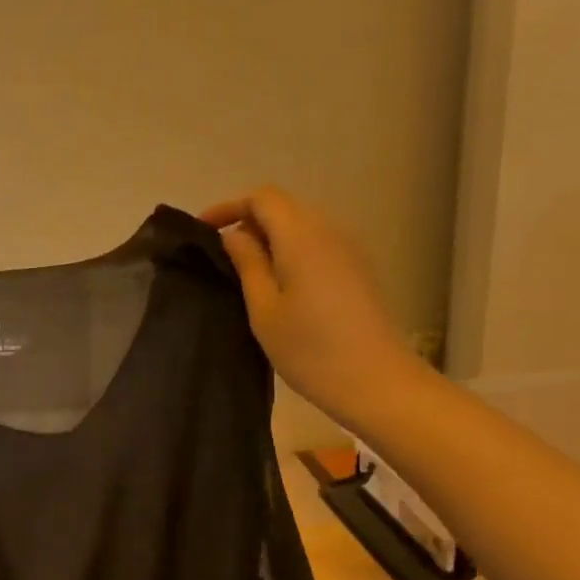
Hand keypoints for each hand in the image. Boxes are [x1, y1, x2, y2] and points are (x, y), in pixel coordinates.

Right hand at [199, 186, 421, 425]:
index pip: (262, 198)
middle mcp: (328, 231)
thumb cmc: (310, 348)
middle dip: (248, 220)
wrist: (377, 382)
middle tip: (219, 253)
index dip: (229, 206)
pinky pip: (317, 243)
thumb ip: (247, 264)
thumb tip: (234, 236)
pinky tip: (277, 282)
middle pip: (283, 207)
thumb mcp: (263, 308)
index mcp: (301, 236)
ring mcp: (348, 249)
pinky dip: (290, 250)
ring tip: (244, 269)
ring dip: (270, 237)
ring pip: (301, 225)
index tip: (202, 230)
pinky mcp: (358, 269)